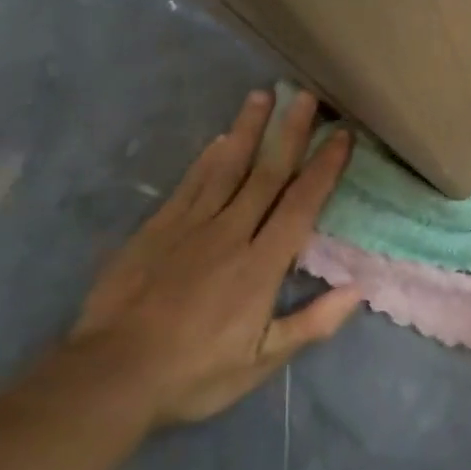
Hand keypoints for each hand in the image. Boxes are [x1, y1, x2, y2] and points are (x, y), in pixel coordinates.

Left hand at [70, 88, 357, 428]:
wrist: (111, 375)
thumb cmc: (195, 373)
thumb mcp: (261, 362)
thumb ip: (312, 323)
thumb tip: (359, 289)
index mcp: (262, 265)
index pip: (302, 204)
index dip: (325, 167)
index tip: (342, 135)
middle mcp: (231, 233)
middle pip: (267, 173)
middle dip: (291, 132)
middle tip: (307, 95)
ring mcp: (191, 226)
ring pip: (227, 167)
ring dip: (249, 129)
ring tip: (263, 95)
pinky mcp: (158, 229)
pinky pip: (190, 184)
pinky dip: (208, 158)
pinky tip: (220, 139)